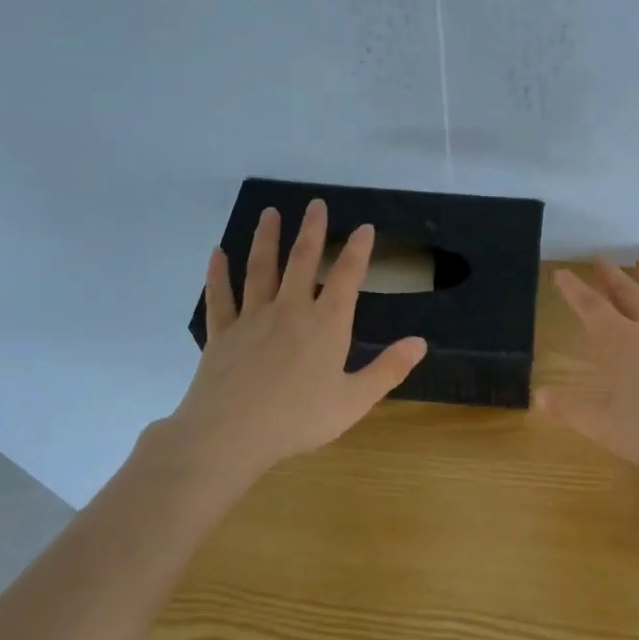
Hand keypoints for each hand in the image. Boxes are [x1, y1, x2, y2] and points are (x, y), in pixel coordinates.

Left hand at [151, 200, 426, 486]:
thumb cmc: (299, 419)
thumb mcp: (355, 400)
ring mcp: (252, 318)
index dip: (358, 250)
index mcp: (327, 324)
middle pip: (303, 261)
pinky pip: (221, 296)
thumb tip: (420, 343)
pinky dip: (219, 273)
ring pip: (261, 268)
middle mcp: (290, 310)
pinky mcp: (222, 333)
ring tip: (270, 214)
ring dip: (267, 239)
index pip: (347, 277)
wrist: (230, 434)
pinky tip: (218, 253)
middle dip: (312, 231)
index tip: (364, 227)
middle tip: (315, 204)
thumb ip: (388, 369)